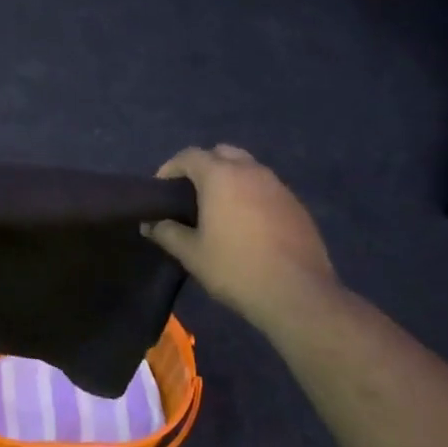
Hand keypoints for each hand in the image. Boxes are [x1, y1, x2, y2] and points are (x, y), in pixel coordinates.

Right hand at [143, 145, 338, 330]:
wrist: (297, 293)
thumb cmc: (236, 269)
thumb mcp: (192, 254)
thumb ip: (167, 233)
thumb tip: (150, 224)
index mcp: (221, 176)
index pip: (189, 156)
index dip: (170, 168)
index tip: (162, 190)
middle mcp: (250, 171)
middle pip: (221, 153)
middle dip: (203, 166)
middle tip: (191, 194)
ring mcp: (277, 186)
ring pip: (247, 168)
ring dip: (230, 178)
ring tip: (219, 208)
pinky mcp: (296, 204)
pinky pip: (266, 187)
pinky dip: (251, 194)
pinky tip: (247, 223)